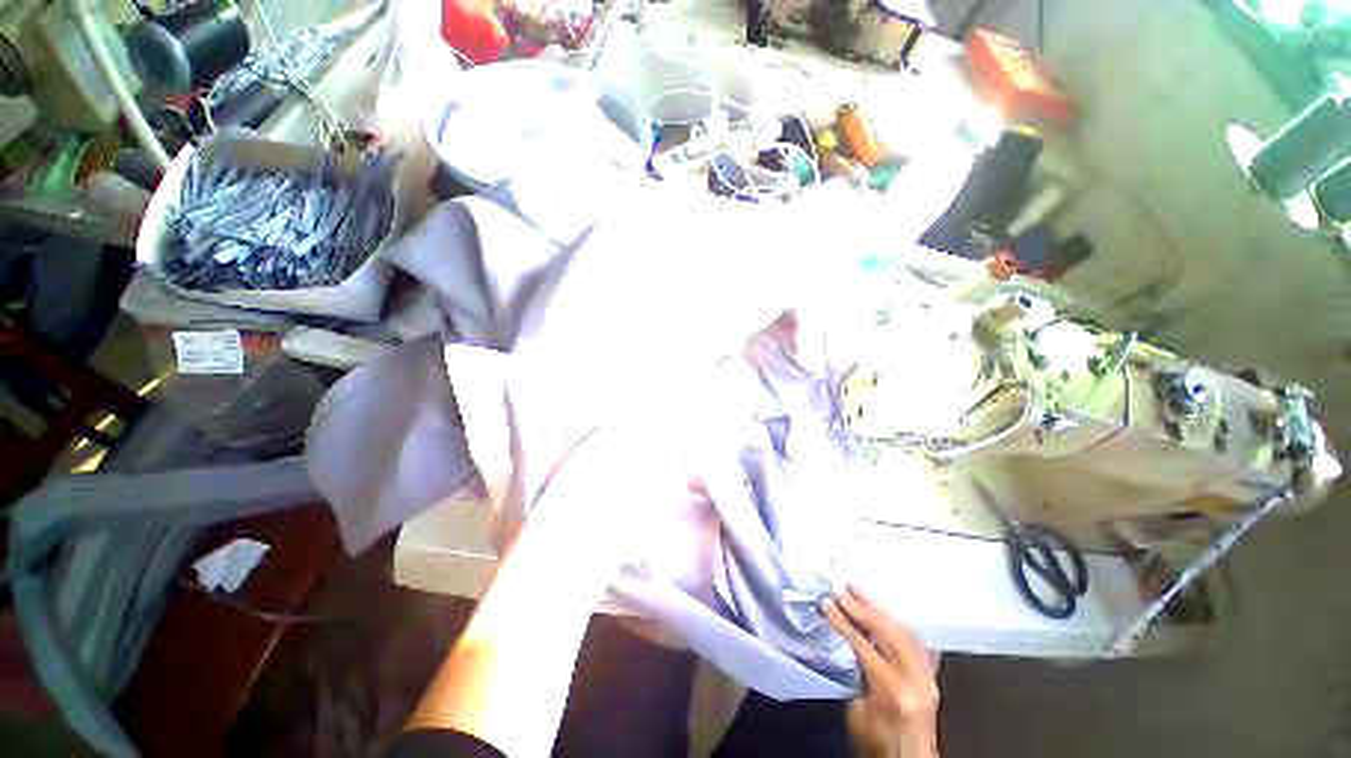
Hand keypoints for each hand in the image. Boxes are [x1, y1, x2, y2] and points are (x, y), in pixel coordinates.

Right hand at [824, 586, 939, 757]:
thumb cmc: (875, 743)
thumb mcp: (856, 711)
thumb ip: (855, 673)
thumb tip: (848, 643)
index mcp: (890, 690)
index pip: (862, 644)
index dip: (842, 621)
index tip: (827, 603)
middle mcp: (913, 679)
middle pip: (886, 632)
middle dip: (861, 607)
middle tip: (842, 589)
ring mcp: (927, 676)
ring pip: (903, 631)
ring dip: (879, 609)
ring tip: (858, 592)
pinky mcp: (932, 677)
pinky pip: (915, 640)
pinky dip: (897, 622)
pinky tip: (884, 612)